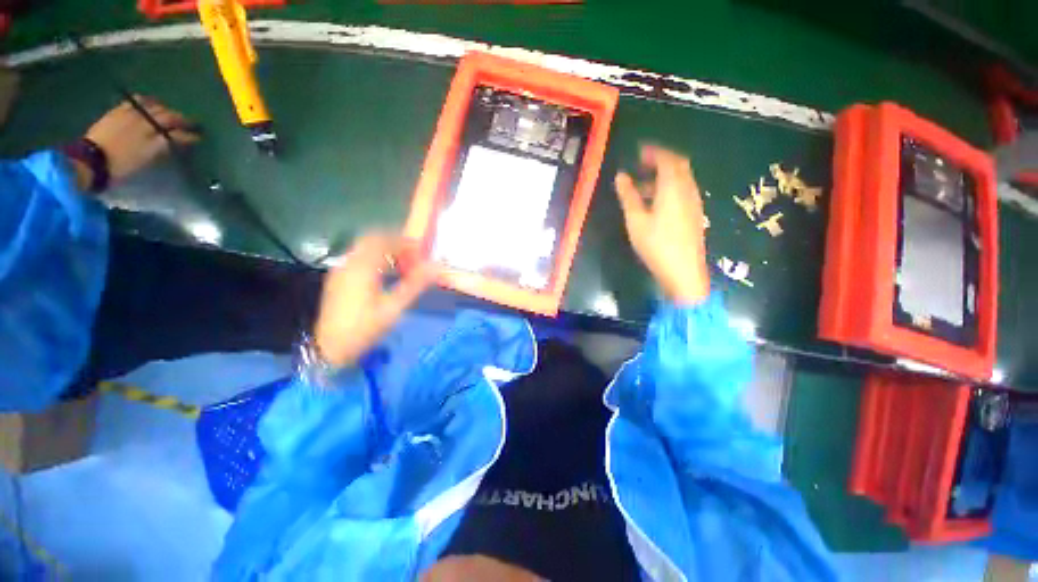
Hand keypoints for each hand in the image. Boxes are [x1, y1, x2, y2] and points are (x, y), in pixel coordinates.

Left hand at [75, 97, 199, 190]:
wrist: (90, 161)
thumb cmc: (120, 165)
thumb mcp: (146, 160)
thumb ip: (163, 147)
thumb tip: (178, 140)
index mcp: (154, 134)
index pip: (179, 133)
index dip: (190, 135)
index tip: (200, 137)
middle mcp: (145, 120)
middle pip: (167, 116)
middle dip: (180, 119)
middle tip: (189, 122)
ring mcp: (130, 114)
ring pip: (153, 106)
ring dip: (164, 109)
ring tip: (170, 112)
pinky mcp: (117, 112)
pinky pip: (135, 102)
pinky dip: (145, 101)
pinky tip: (147, 103)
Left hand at [313, 233, 432, 367]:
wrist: (330, 348)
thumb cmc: (365, 328)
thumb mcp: (394, 308)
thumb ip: (415, 285)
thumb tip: (436, 267)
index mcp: (362, 267)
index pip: (384, 240)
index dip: (404, 242)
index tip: (421, 251)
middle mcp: (349, 263)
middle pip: (372, 239)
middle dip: (393, 243)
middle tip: (411, 256)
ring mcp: (340, 270)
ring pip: (363, 248)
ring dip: (384, 250)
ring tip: (402, 264)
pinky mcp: (338, 278)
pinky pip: (358, 257)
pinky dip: (374, 258)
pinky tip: (384, 274)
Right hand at [614, 145, 709, 304]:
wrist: (683, 272)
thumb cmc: (656, 245)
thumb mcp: (636, 220)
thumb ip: (629, 196)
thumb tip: (621, 176)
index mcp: (673, 188)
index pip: (668, 159)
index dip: (654, 152)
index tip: (639, 151)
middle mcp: (688, 190)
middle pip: (679, 165)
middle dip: (661, 160)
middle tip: (642, 164)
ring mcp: (694, 202)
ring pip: (682, 179)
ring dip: (665, 175)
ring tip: (643, 185)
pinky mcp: (695, 214)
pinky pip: (683, 191)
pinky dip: (670, 187)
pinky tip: (656, 202)